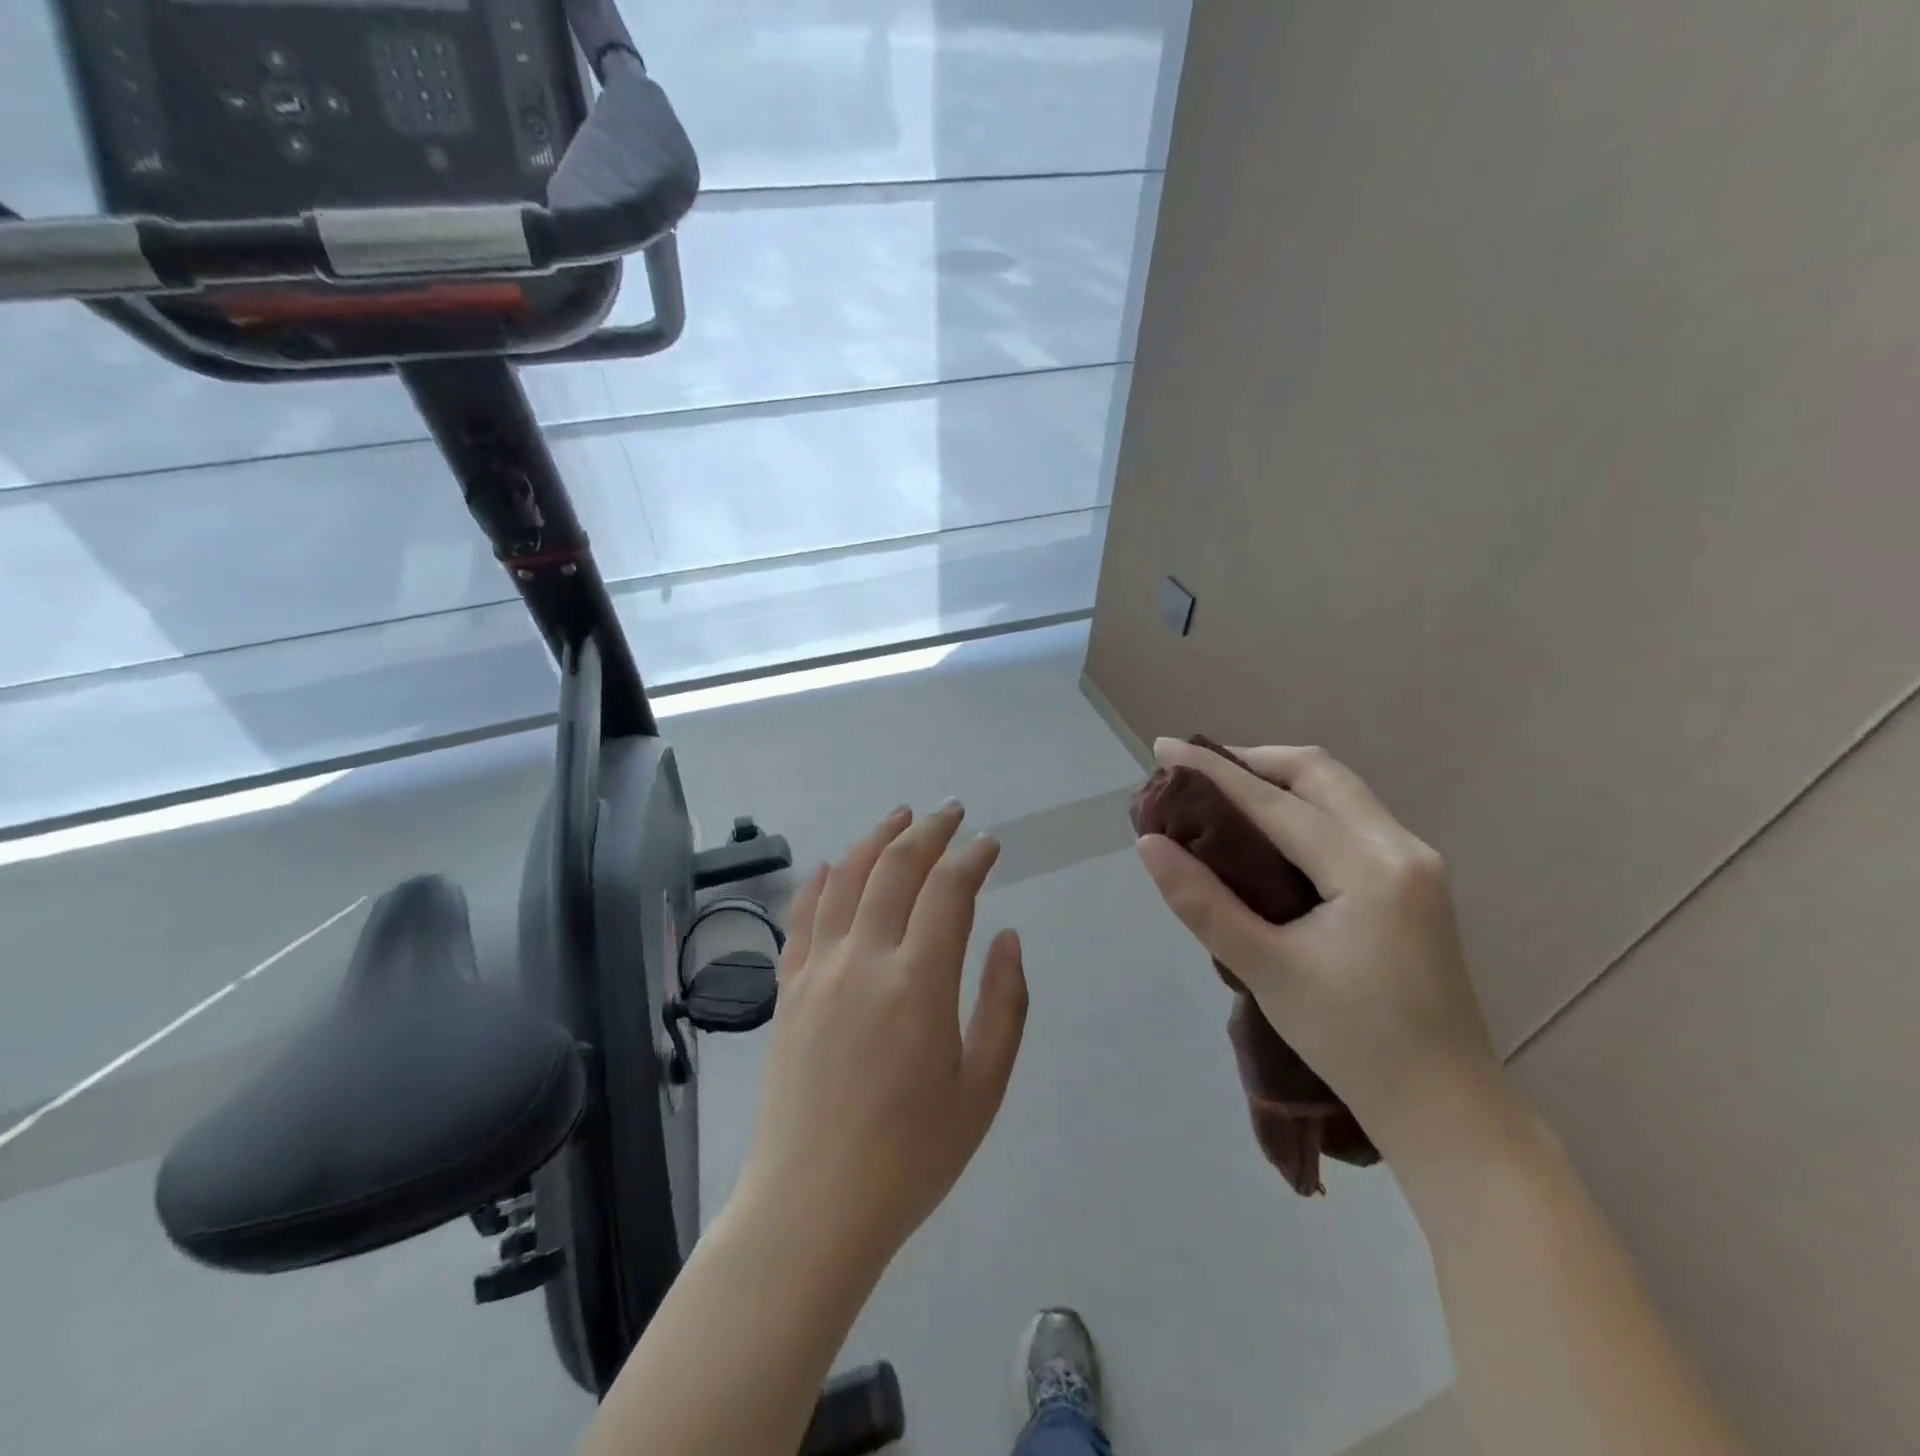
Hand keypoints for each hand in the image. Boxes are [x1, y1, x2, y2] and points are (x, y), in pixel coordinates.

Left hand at [734, 803, 1028, 1268]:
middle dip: (928, 831)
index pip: (948, 891)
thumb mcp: (982, 1088)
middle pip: (895, 868)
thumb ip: (1004, 1004)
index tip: (990, 843)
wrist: (812, 1206)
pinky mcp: (788, 990)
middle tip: (952, 812)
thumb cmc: (911, 1156)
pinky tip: (833, 865)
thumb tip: (1006, 936)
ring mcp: (818, 971)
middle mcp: (863, 960)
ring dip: (876, 839)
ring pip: (846, 879)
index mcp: (917, 984)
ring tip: (901, 816)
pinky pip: (802, 917)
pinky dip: (821, 881)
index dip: (972, 857)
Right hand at [1136, 740, 1502, 1157]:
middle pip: (1319, 773)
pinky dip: (1305, 806)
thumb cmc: (1352, 1042)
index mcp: (1369, 868)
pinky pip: (1352, 817)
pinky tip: (1270, 828)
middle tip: (1196, 770)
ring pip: (1340, 791)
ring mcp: (1416, 862)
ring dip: (1280, 780)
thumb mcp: (1266, 970)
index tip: (1165, 746)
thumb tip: (1149, 845)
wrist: (1447, 1107)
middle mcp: (1401, 847)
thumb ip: (1204, 903)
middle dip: (1253, 761)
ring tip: (1224, 791)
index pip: (1276, 802)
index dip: (1214, 772)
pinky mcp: (1415, 880)